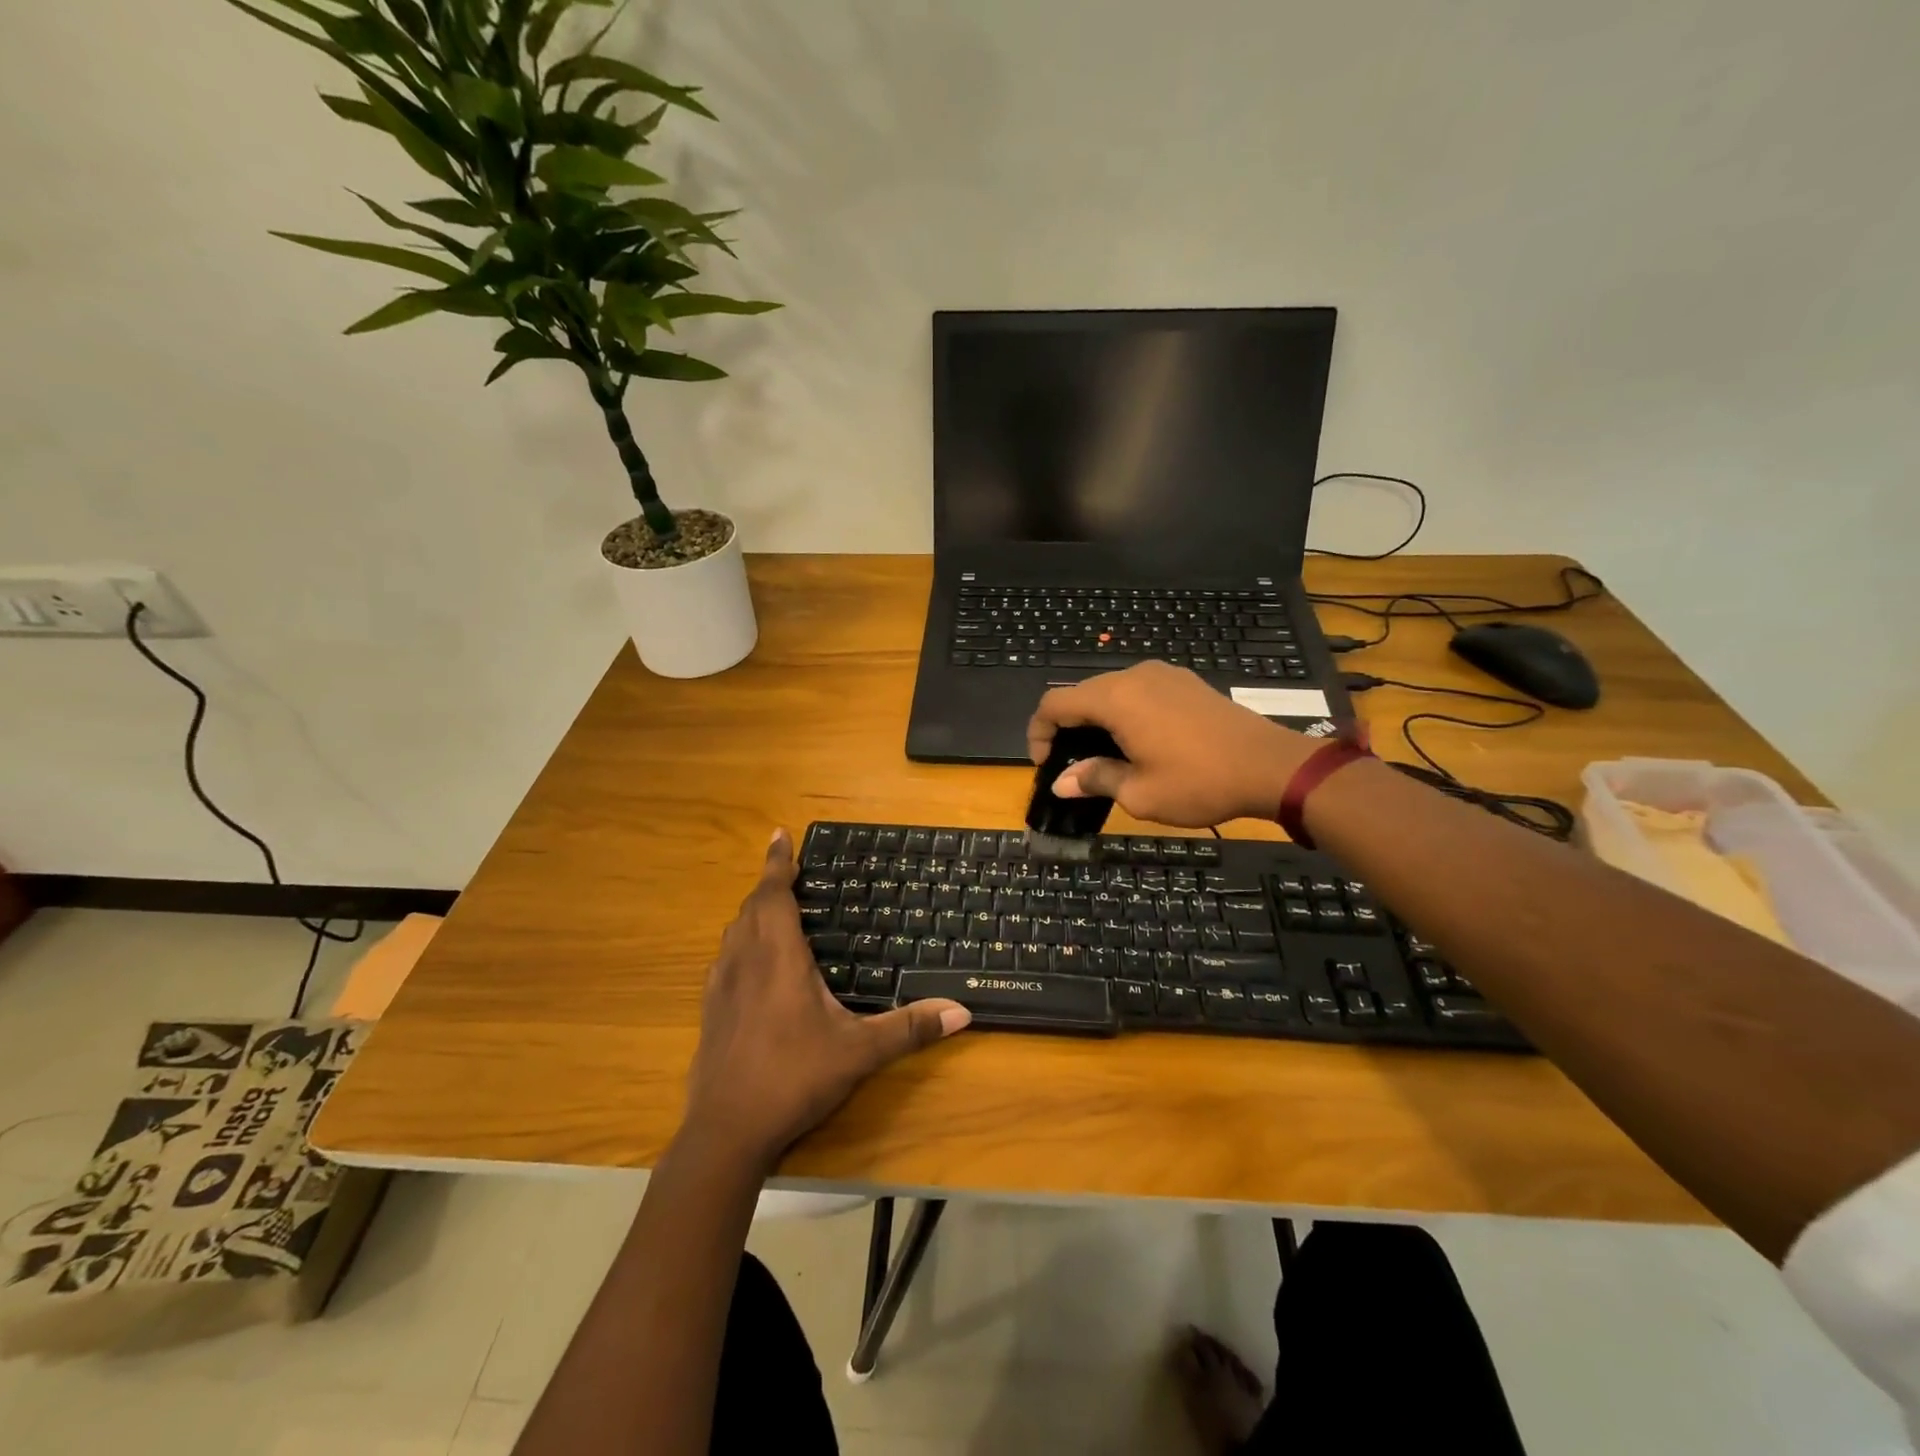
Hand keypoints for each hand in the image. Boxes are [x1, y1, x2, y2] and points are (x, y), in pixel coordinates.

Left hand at [682, 830, 970, 1166]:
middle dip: (770, 884)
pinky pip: (725, 958)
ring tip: (773, 908)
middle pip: (752, 907)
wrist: (726, 1131)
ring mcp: (721, 986)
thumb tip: (962, 1011)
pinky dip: (740, 942)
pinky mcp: (710, 1010)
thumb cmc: (794, 1078)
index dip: (778, 861)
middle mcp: (745, 961)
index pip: (775, 894)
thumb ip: (910, 1028)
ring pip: (734, 931)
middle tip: (790, 871)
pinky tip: (752, 963)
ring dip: (753, 912)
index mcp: (778, 957)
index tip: (781, 833)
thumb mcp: (859, 1052)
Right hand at [1027, 662, 1318, 827]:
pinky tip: (1137, 742)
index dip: (1039, 732)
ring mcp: (1163, 675)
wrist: (1271, 766)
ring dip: (1095, 721)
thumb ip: (1095, 779)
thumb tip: (1062, 782)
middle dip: (1066, 728)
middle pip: (1081, 694)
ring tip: (1103, 758)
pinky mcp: (1184, 682)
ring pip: (1110, 692)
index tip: (1046, 766)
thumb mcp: (1140, 792)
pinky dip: (1123, 713)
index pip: (1055, 703)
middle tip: (1071, 767)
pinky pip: (1138, 692)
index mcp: (1116, 698)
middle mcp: (1135, 676)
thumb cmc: (1199, 782)